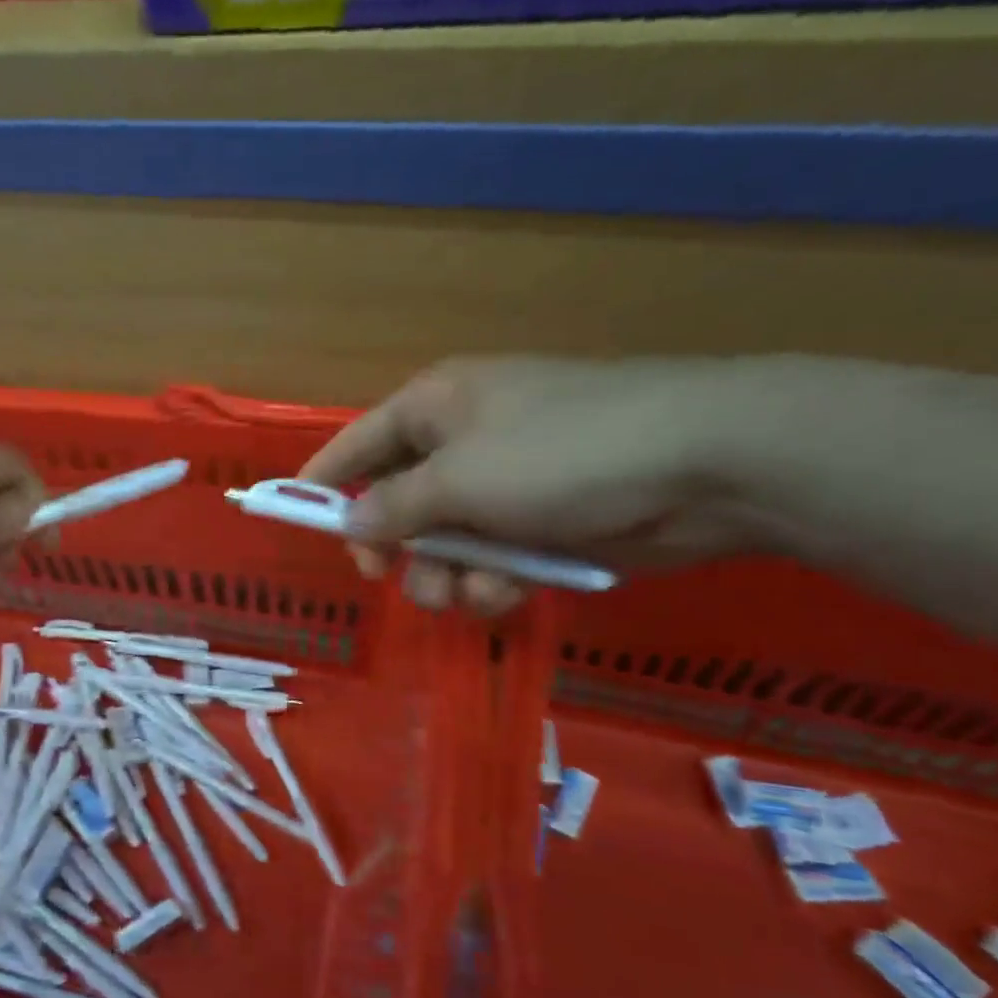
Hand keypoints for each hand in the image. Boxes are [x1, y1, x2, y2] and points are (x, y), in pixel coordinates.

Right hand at [300, 357, 762, 614]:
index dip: (323, 481)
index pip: (357, 443)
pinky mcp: (546, 521)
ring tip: (469, 590)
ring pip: (446, 542)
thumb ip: (393, 507)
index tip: (293, 518)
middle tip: (388, 574)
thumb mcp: (459, 480)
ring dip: (448, 573)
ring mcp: (508, 482)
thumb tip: (350, 523)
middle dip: (396, 547)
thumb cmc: (561, 453)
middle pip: (398, 502)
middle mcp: (464, 440)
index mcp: (435, 406)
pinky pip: (494, 557)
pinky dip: (495, 579)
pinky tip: (511, 590)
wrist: (703, 464)